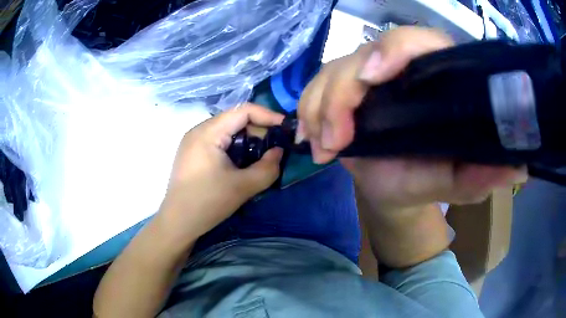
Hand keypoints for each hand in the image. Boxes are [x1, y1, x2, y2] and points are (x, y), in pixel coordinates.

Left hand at [159, 104, 283, 238]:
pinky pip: (218, 140)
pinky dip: (235, 146)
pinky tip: (242, 162)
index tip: (285, 128)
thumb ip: (268, 167)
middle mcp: (198, 130)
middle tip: (274, 147)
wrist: (178, 223)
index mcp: (208, 132)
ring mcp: (193, 141)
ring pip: (227, 130)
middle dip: (258, 130)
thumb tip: (279, 151)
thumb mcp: (243, 186)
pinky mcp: (192, 152)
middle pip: (234, 119)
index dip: (268, 115)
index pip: (243, 111)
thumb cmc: (207, 203)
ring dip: (247, 139)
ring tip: (261, 155)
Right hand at [298, 26, 526, 208]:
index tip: (373, 78)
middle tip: (335, 141)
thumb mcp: (458, 183)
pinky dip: (308, 111)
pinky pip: (316, 87)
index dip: (394, 49)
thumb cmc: (427, 180)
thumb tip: (519, 164)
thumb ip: (482, 174)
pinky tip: (311, 138)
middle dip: (342, 92)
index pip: (416, 41)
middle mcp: (401, 68)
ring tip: (323, 148)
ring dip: (320, 107)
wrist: (395, 188)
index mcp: (436, 77)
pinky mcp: (344, 88)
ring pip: (333, 70)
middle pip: (364, 53)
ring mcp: (369, 75)